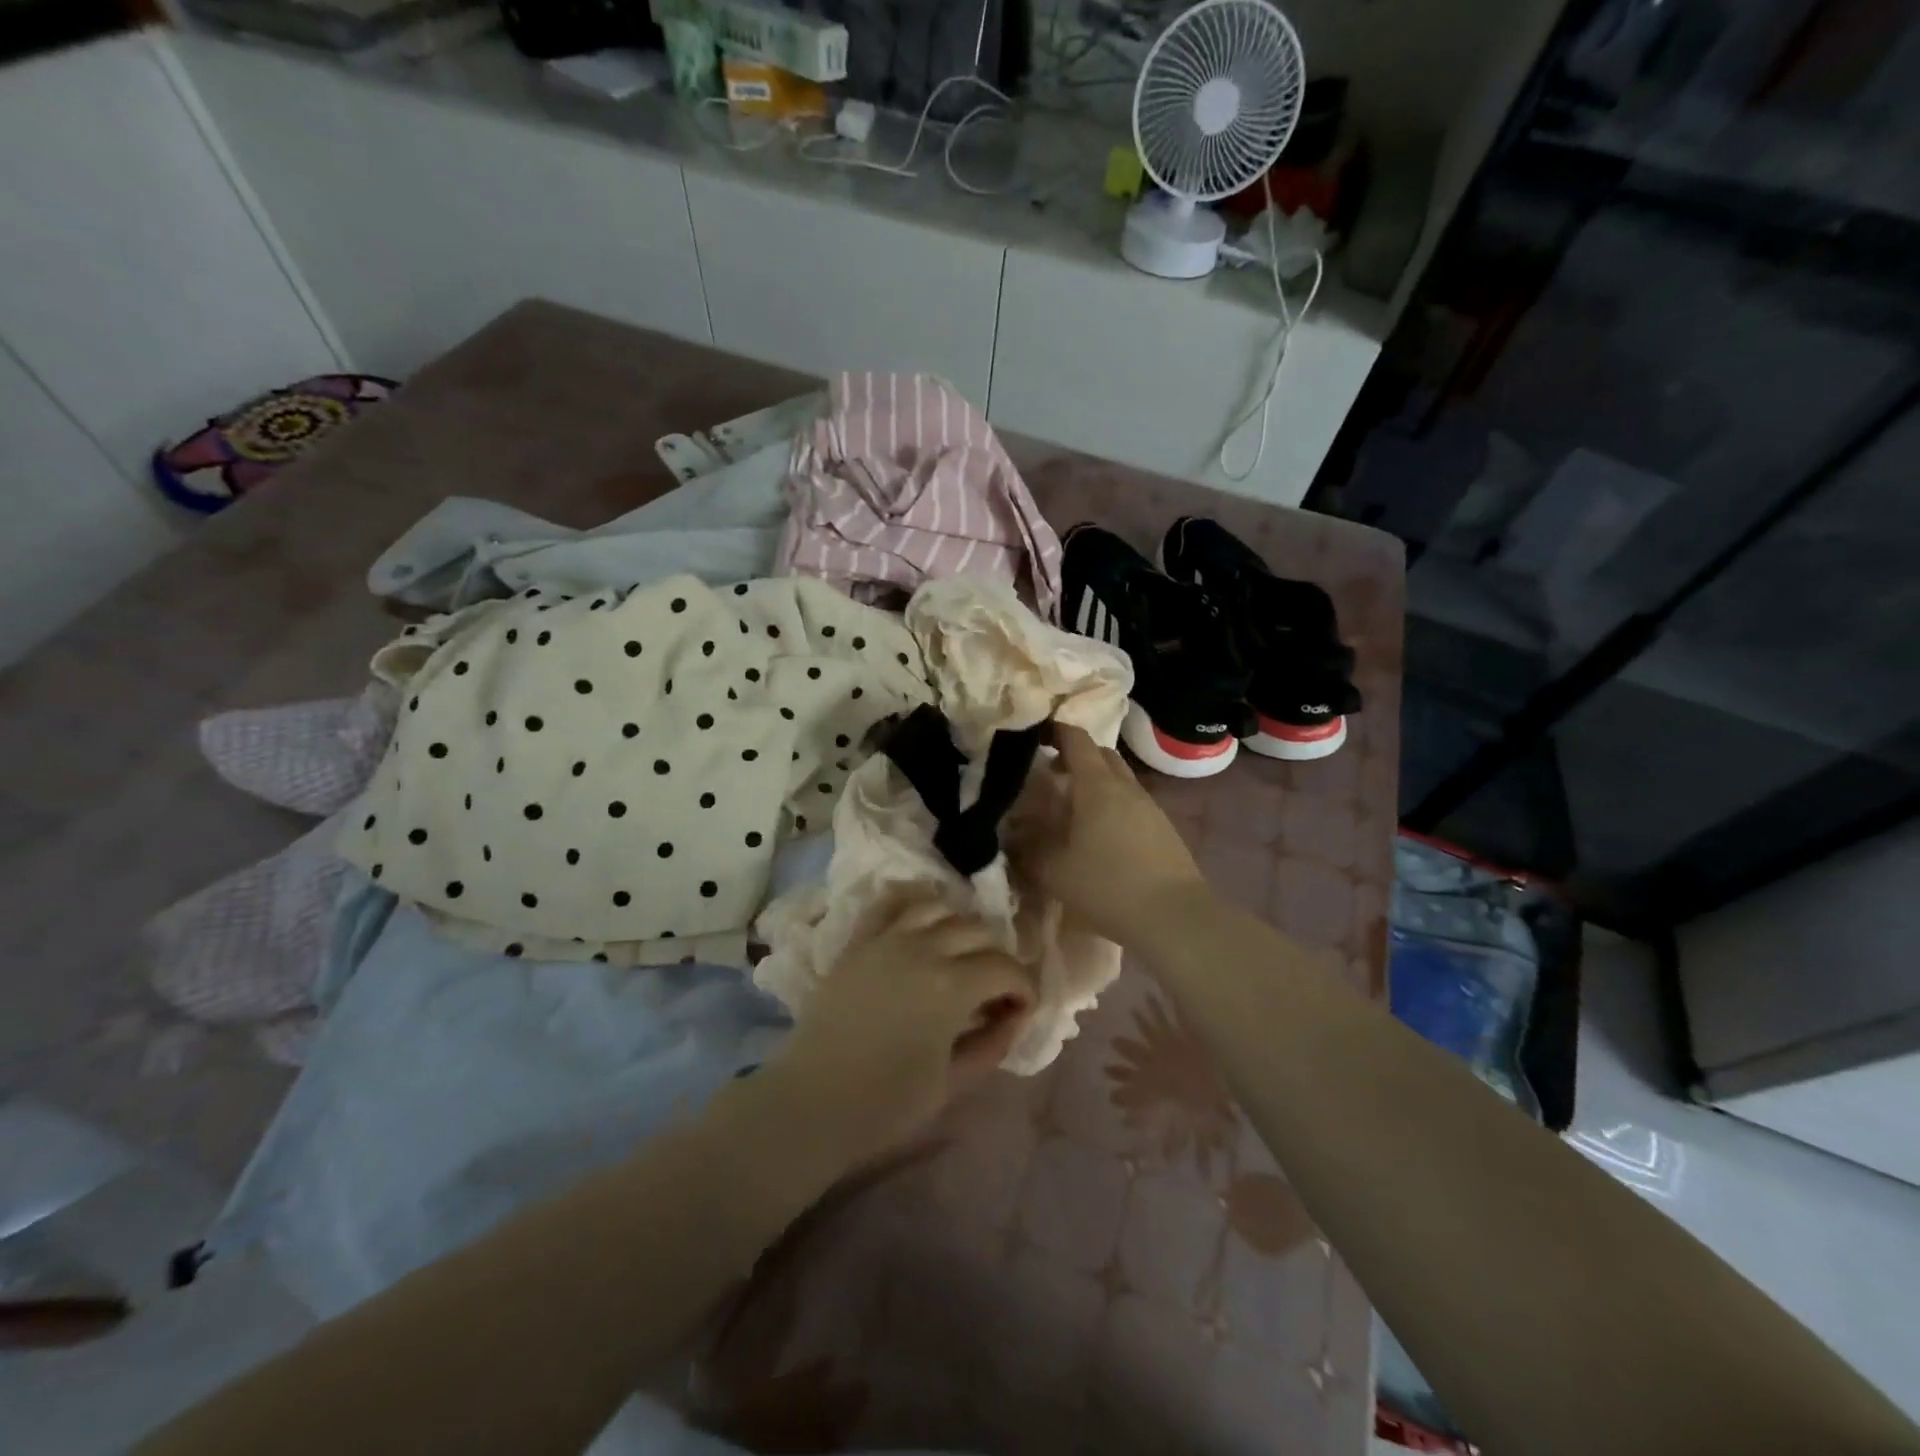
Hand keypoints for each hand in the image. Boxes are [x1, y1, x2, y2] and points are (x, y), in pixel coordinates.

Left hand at [764, 890, 1034, 1166]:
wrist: (812, 1102)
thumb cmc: (886, 1103)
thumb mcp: (953, 1083)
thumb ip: (992, 1044)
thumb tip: (1014, 1017)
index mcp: (952, 985)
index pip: (1005, 968)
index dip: (1024, 988)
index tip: (1021, 1010)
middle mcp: (924, 948)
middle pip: (978, 932)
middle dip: (997, 957)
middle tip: (994, 989)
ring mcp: (887, 938)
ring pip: (939, 907)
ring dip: (960, 926)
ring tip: (960, 953)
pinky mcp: (859, 940)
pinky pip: (891, 901)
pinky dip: (914, 900)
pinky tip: (925, 916)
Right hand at [1009, 724, 1209, 946]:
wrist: (1175, 917)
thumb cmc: (1108, 886)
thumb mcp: (1055, 872)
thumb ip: (1028, 851)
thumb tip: (1011, 837)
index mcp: (1097, 785)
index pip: (1076, 739)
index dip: (1055, 731)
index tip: (1035, 737)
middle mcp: (1126, 787)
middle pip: (1101, 754)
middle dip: (1076, 756)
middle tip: (1052, 775)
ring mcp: (1150, 807)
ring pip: (1119, 779)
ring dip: (1096, 783)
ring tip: (1073, 809)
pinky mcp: (1164, 829)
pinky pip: (1132, 803)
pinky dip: (1113, 805)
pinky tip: (1101, 835)